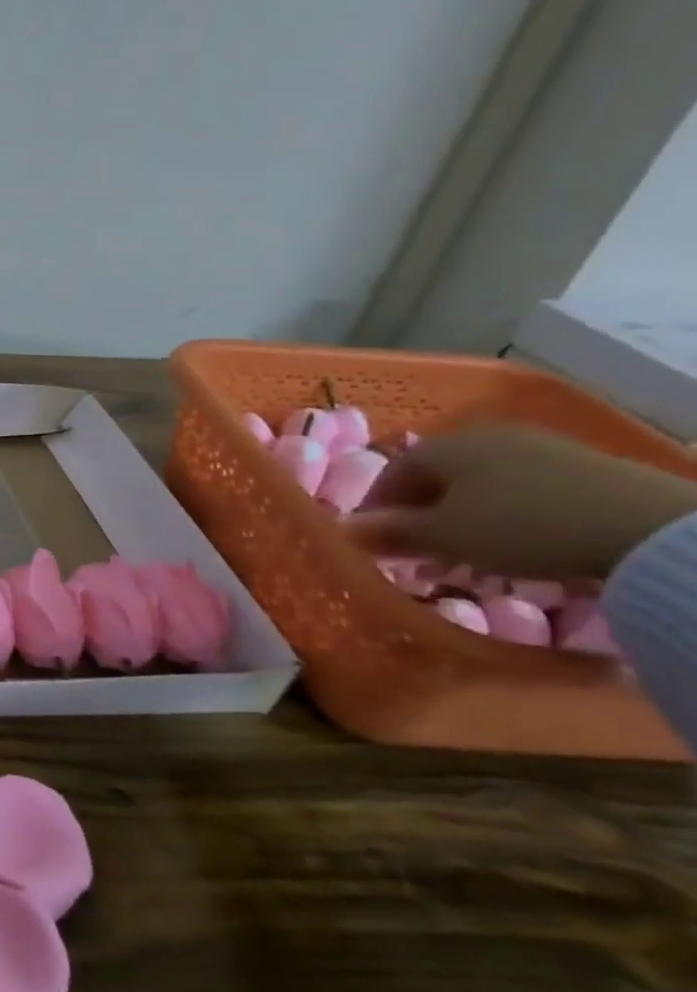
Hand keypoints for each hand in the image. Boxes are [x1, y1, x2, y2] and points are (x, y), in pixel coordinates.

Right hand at [345, 424, 696, 579]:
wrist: (647, 527)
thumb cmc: (520, 526)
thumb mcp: (444, 537)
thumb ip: (391, 532)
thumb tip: (344, 530)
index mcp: (443, 446)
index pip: (390, 474)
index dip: (375, 509)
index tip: (373, 542)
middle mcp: (483, 437)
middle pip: (436, 478)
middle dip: (420, 515)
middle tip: (417, 553)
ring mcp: (536, 448)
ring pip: (478, 485)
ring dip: (462, 518)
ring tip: (466, 555)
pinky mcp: (580, 467)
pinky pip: (520, 491)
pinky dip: (503, 515)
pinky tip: (514, 543)